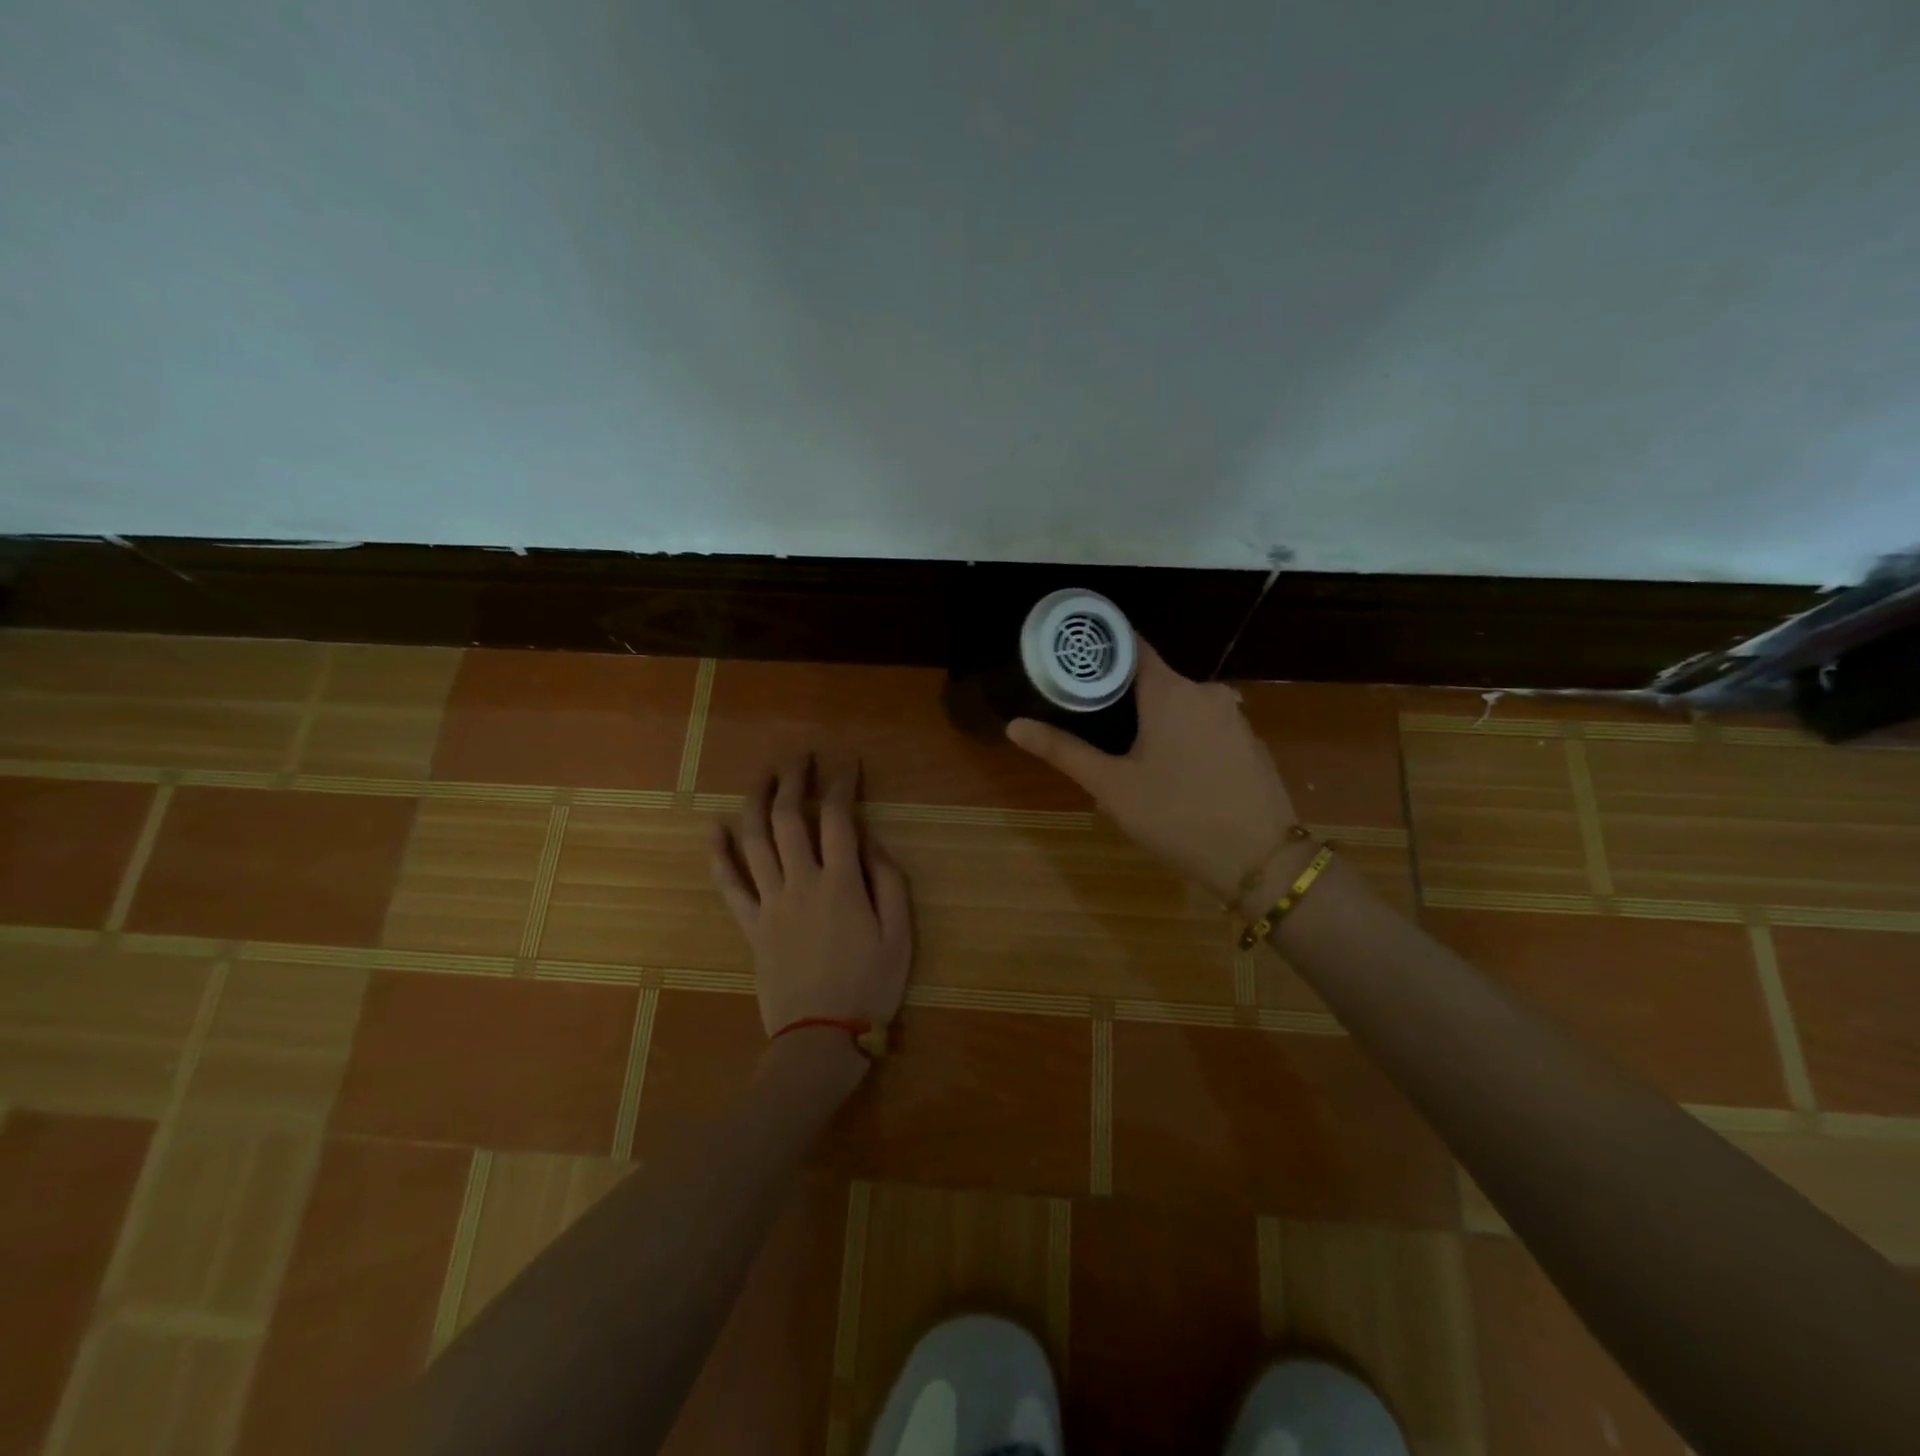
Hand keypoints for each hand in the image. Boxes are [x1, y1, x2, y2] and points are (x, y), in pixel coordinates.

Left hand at [711, 752, 912, 1040]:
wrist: (821, 1038)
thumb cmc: (870, 986)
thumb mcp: (900, 935)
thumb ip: (889, 882)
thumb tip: (869, 841)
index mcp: (842, 883)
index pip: (838, 817)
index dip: (841, 782)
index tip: (845, 760)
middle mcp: (801, 882)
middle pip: (790, 818)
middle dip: (793, 780)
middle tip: (798, 755)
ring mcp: (770, 903)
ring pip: (755, 841)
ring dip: (757, 801)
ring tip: (762, 775)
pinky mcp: (751, 926)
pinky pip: (729, 885)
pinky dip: (718, 854)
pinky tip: (713, 827)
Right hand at [1006, 640, 1298, 903]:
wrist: (1262, 861)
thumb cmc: (1177, 816)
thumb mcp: (1112, 786)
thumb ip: (1063, 751)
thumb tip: (1014, 725)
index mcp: (1171, 690)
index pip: (1131, 646)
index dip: (1100, 650)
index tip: (1072, 662)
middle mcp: (1206, 692)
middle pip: (1154, 679)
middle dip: (1122, 697)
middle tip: (1090, 723)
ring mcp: (1234, 717)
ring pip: (1182, 706)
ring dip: (1155, 721)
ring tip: (1127, 754)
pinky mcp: (1250, 744)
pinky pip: (1206, 727)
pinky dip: (1184, 738)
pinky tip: (1174, 774)